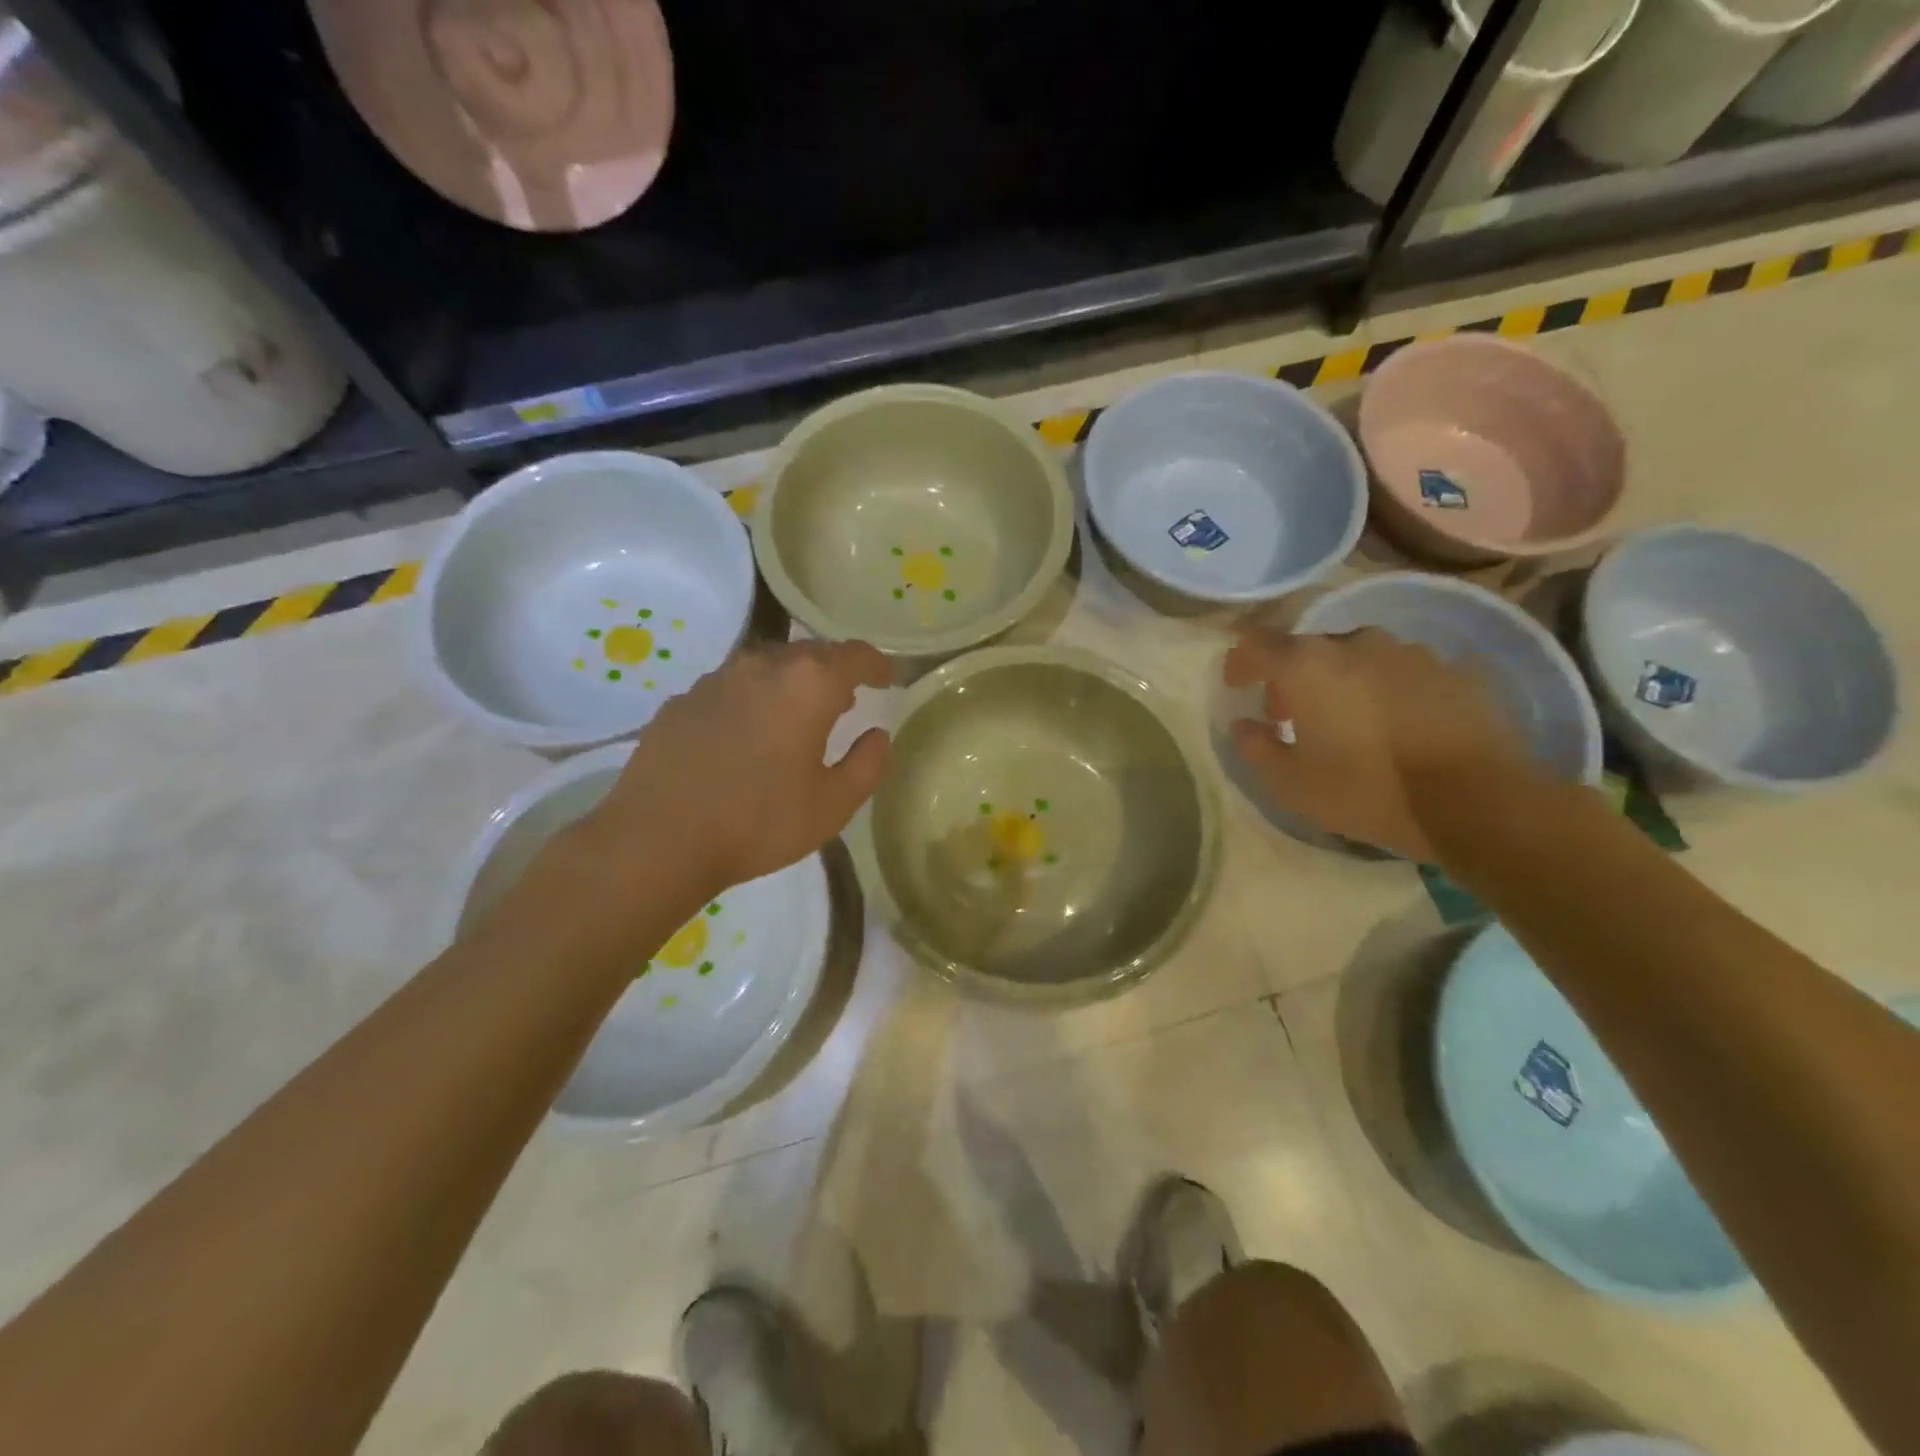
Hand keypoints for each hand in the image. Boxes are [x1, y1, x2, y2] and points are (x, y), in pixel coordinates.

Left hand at [578, 640, 893, 896]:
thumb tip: (877, 735)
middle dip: (833, 672)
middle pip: (809, 653)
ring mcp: (715, 680)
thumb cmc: (759, 822)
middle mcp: (762, 666)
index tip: (887, 679)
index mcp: (808, 685)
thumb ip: (867, 764)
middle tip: (844, 702)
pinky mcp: (681, 701)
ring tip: (794, 717)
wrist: (658, 840)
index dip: (877, 664)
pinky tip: (744, 737)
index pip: (855, 655)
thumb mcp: (833, 805)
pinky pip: (730, 689)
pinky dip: (750, 701)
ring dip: (789, 683)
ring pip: (766, 666)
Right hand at [1223, 626, 1532, 860]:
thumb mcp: (1291, 783)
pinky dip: (1384, 689)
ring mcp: (1409, 652)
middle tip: (1289, 714)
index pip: (1255, 642)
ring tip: (1346, 719)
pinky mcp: (1452, 670)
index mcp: (1308, 665)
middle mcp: (1356, 644)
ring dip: (1339, 680)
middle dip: (1290, 676)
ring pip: (1357, 656)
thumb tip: (1244, 725)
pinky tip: (1394, 724)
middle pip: (1308, 648)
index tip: (1237, 684)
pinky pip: (1401, 672)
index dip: (1240, 660)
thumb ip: (1257, 747)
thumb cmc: (1367, 790)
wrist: (1477, 800)